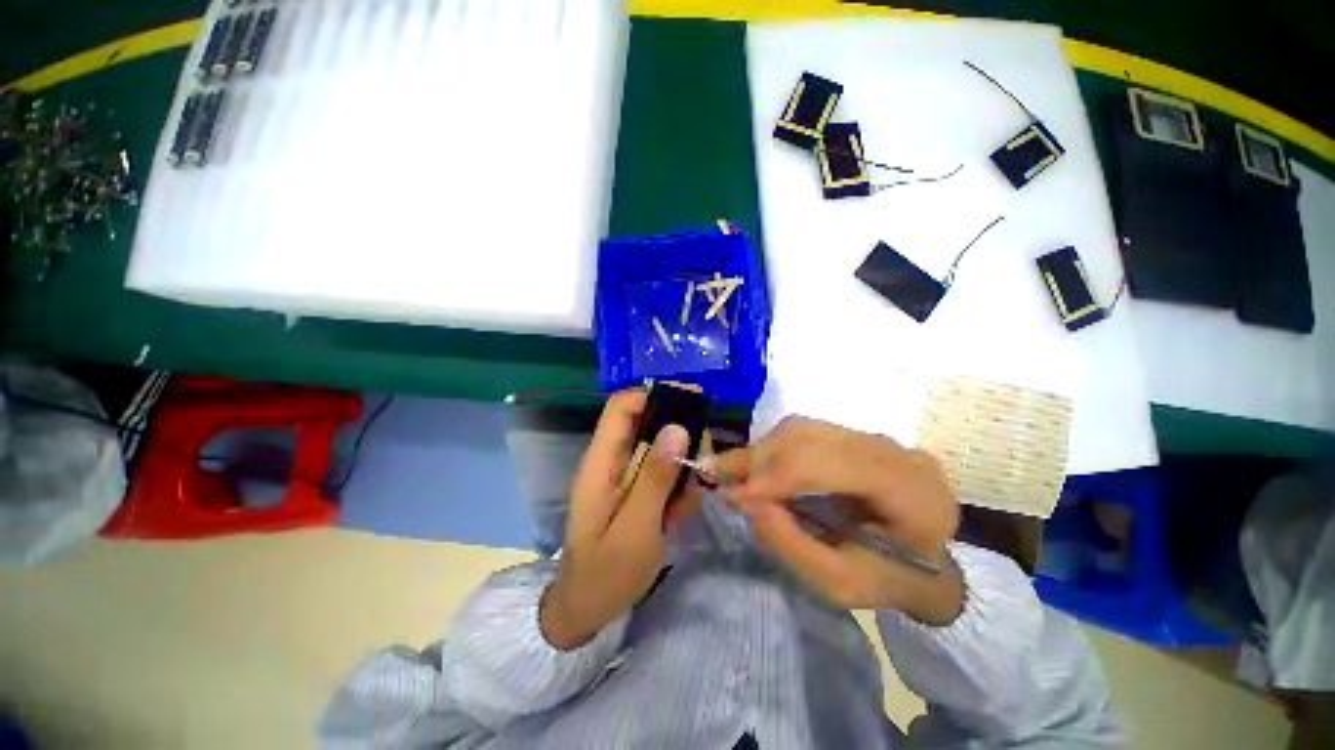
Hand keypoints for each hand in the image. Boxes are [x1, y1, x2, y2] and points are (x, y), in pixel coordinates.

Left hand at [540, 390, 703, 649]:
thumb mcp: (635, 529)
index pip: (622, 407)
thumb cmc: (604, 574)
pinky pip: (665, 473)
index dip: (654, 395)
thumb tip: (677, 428)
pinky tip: (680, 513)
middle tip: (703, 459)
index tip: (694, 400)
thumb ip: (655, 478)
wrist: (588, 610)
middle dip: (681, 434)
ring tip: (692, 496)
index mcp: (601, 462)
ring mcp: (626, 476)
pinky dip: (680, 486)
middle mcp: (613, 461)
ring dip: (684, 465)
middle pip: (648, 423)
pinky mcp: (638, 490)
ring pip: (663, 448)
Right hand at [708, 416, 963, 623]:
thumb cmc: (887, 581)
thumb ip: (792, 545)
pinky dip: (772, 448)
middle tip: (718, 478)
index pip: (833, 463)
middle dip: (759, 460)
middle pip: (810, 437)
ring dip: (762, 451)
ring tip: (734, 475)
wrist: (924, 563)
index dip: (777, 474)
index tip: (733, 495)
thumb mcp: (840, 584)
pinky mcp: (853, 435)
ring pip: (801, 428)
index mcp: (910, 491)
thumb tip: (744, 500)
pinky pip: (802, 431)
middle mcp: (892, 451)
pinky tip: (757, 468)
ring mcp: (872, 436)